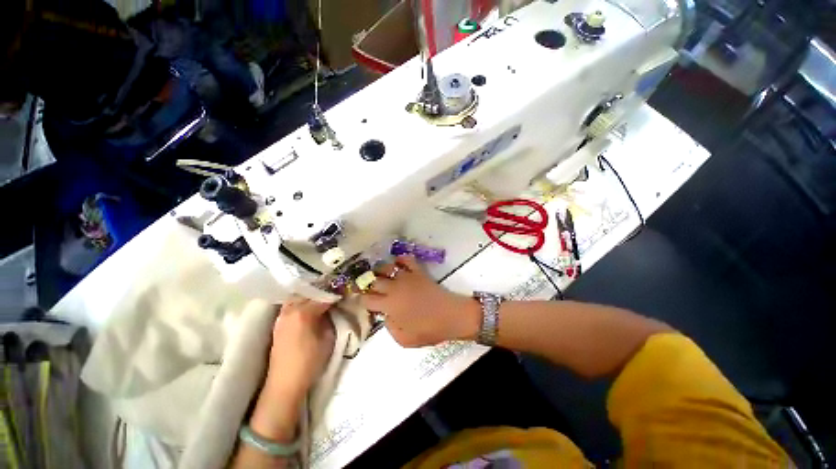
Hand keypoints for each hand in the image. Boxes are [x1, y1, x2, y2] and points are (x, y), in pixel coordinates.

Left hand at [266, 297, 335, 397]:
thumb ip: (331, 318)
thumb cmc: (310, 362)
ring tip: (324, 298)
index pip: (324, 296)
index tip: (346, 291)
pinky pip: (292, 305)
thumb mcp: (328, 338)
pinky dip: (302, 301)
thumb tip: (334, 308)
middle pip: (309, 292)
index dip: (336, 293)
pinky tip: (310, 306)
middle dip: (324, 291)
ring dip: (311, 295)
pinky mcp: (279, 323)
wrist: (285, 383)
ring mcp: (282, 316)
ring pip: (298, 297)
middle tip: (336, 293)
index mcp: (303, 312)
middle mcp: (290, 310)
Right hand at [361, 255, 480, 346]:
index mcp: (389, 305)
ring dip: (381, 270)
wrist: (451, 316)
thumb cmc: (429, 330)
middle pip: (374, 280)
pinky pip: (406, 259)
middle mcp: (394, 287)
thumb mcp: (404, 340)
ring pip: (387, 267)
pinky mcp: (418, 272)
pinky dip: (400, 259)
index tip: (364, 301)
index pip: (367, 299)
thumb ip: (390, 327)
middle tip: (371, 288)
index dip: (362, 299)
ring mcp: (407, 277)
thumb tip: (386, 315)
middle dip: (369, 284)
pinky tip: (398, 264)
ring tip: (382, 275)